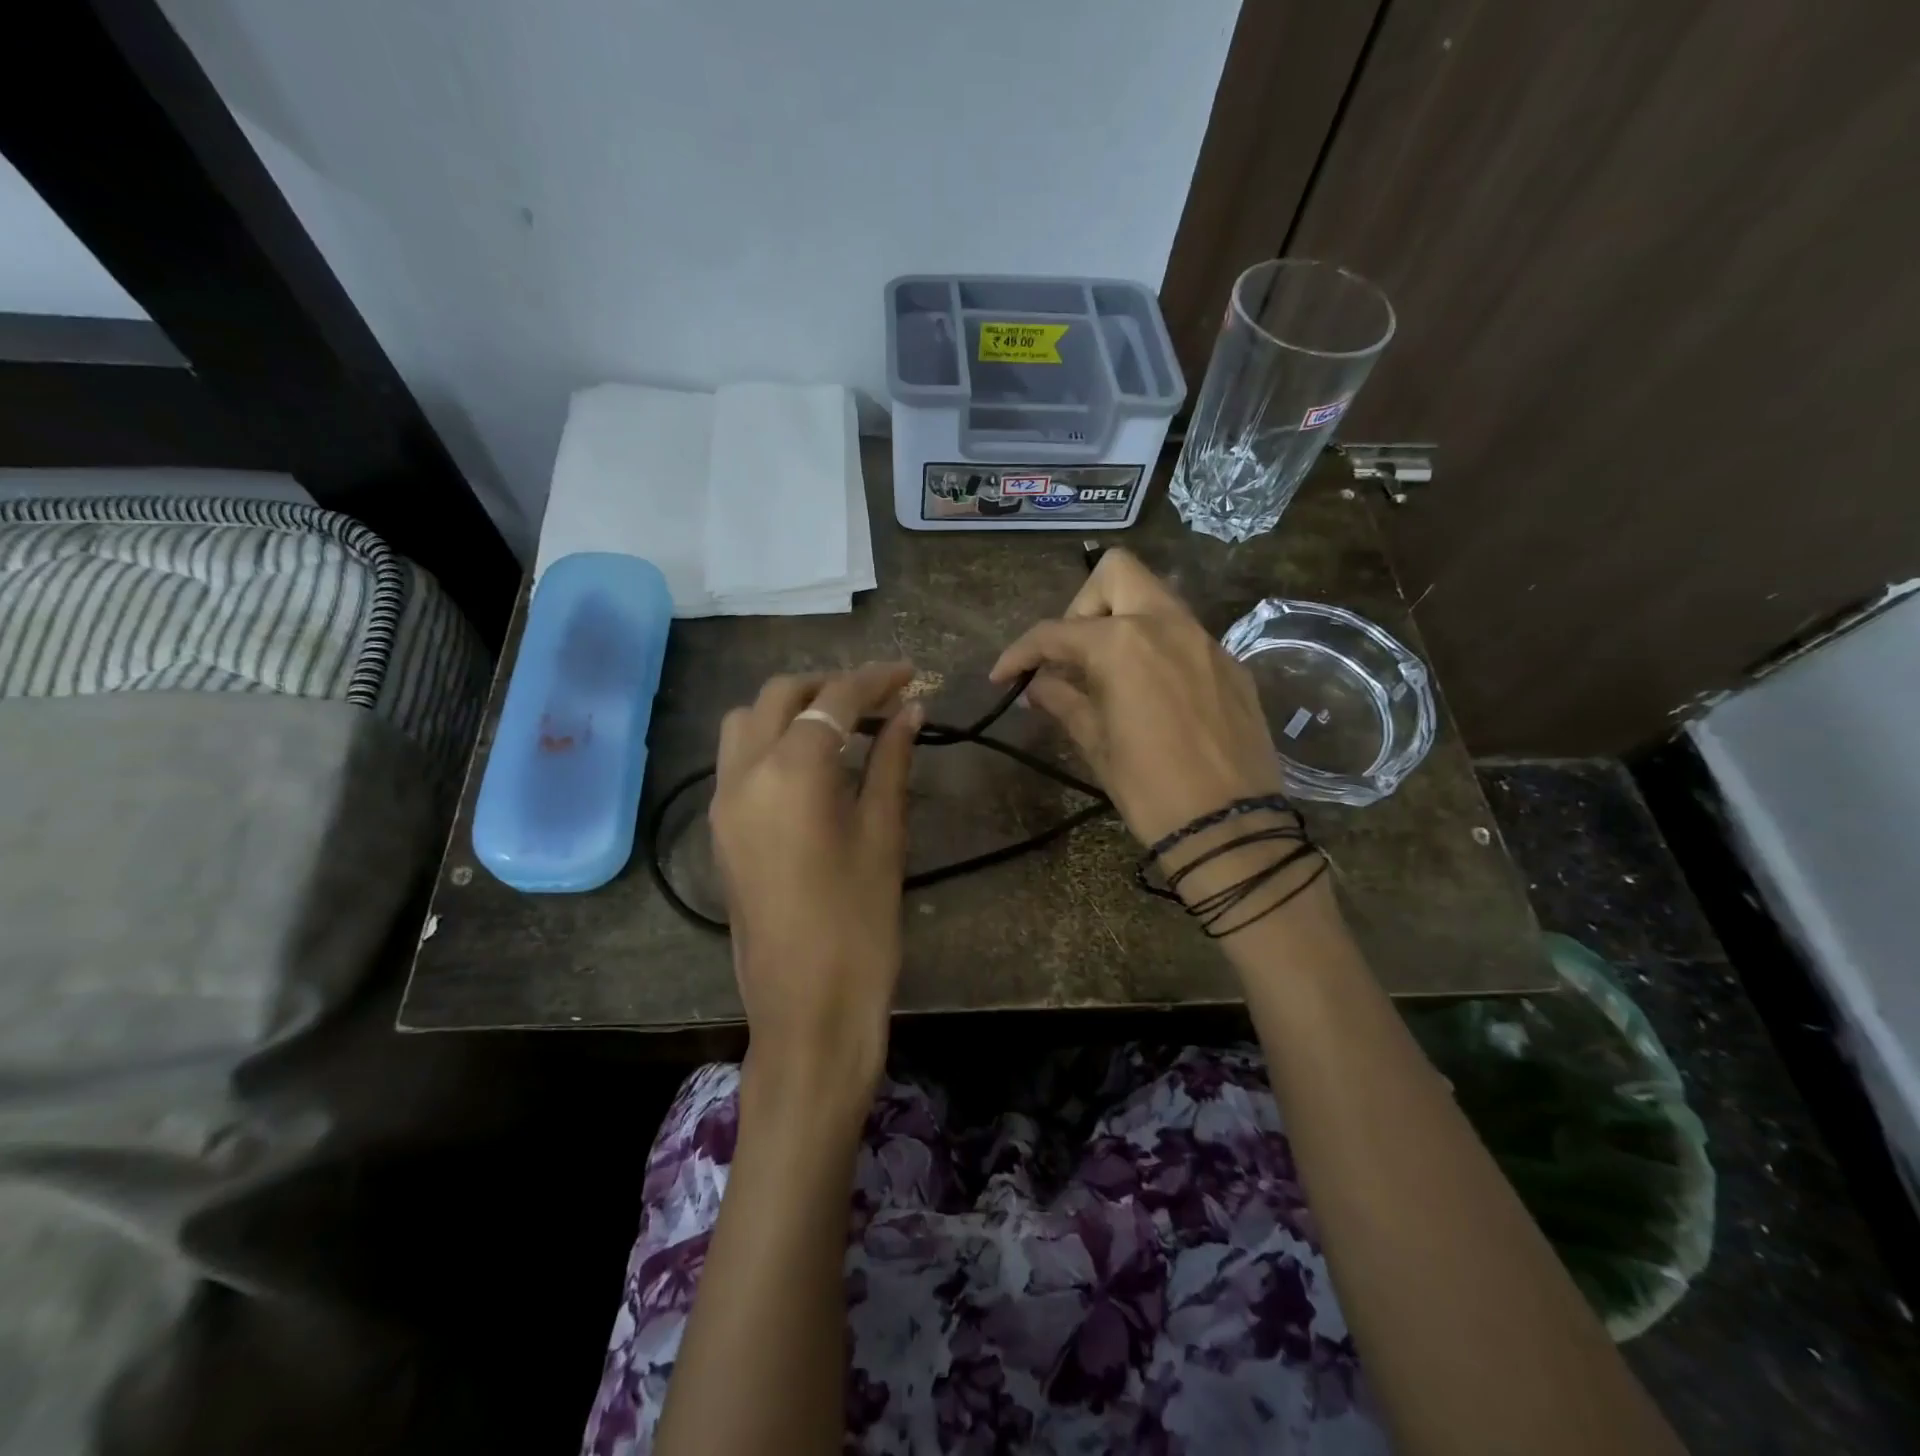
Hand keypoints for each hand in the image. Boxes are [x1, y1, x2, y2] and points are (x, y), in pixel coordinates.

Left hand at [709, 663, 921, 1104]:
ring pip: (747, 721)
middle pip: (781, 696)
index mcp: (792, 772)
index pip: (835, 701)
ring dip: (791, 708)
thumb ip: (891, 761)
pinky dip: (771, 739)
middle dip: (829, 686)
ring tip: (838, 726)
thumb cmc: (860, 922)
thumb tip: (911, 711)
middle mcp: (745, 774)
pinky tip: (810, 763)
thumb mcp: (884, 834)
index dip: (875, 679)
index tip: (909, 674)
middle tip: (876, 699)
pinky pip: (737, 758)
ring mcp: (723, 801)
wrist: (807, 1006)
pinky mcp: (719, 828)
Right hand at [990, 549, 1284, 845]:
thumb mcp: (1095, 743)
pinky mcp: (1231, 664)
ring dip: (1122, 622)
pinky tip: (1152, 693)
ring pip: (1155, 599)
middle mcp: (1167, 625)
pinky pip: (1185, 634)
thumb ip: (1062, 700)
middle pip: (1116, 574)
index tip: (1002, 676)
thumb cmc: (1149, 789)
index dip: (1020, 653)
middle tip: (1072, 655)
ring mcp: (1206, 641)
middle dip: (1083, 606)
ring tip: (1108, 674)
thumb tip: (1036, 685)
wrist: (1230, 828)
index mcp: (1123, 644)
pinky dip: (1157, 648)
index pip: (1055, 632)